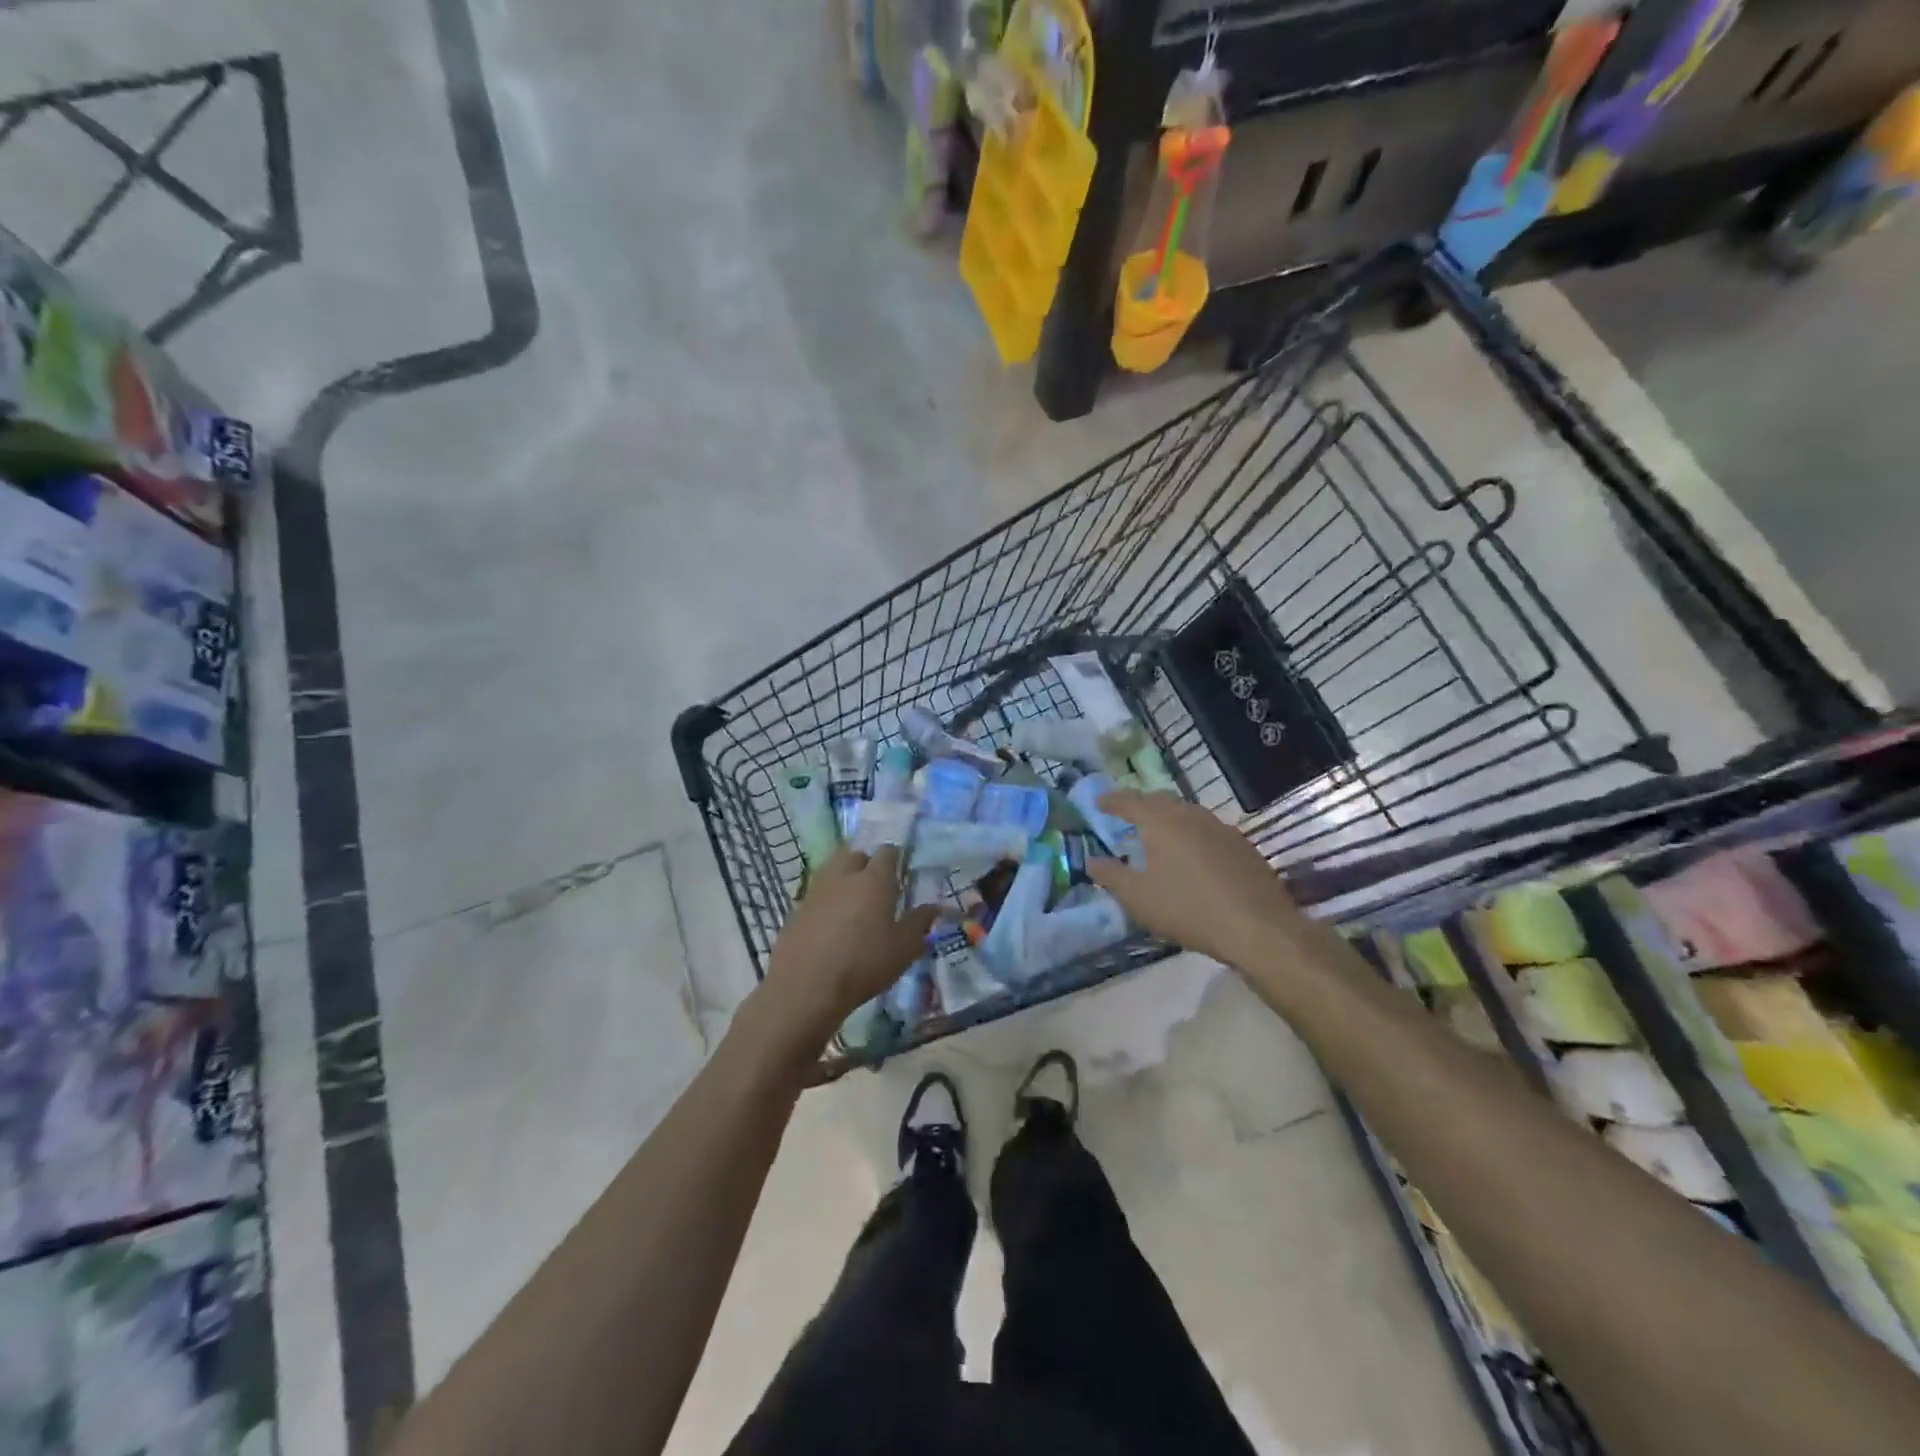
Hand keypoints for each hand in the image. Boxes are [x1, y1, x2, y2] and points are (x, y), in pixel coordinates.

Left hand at [757, 846, 939, 1048]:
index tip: (900, 872)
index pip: (887, 852)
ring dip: (844, 878)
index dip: (894, 858)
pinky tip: (830, 924)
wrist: (806, 986)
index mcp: (874, 880)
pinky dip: (826, 900)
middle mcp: (844, 876)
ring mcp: (816, 890)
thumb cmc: (864, 964)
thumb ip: (919, 923)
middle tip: (876, 886)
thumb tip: (934, 906)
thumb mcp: (904, 949)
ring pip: (832, 870)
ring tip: (853, 902)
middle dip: (866, 863)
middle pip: (855, 854)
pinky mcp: (796, 909)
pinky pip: (816, 894)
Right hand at [1088, 790, 1308, 966]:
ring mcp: (1222, 828)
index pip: (1130, 801)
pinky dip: (1191, 835)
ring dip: (1169, 819)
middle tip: (1128, 817)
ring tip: (1158, 837)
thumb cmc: (1189, 909)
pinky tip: (1192, 857)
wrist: (1259, 928)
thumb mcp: (1138, 898)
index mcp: (1162, 821)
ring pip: (1187, 813)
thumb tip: (1091, 860)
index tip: (1098, 803)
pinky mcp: (1243, 846)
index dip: (1112, 801)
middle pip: (1161, 801)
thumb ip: (1110, 876)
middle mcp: (1191, 815)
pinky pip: (1208, 830)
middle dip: (1142, 805)